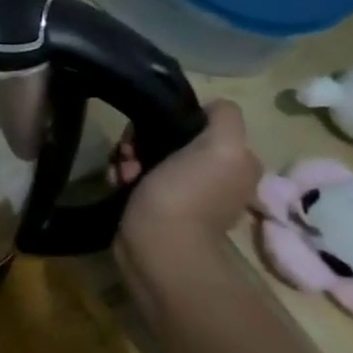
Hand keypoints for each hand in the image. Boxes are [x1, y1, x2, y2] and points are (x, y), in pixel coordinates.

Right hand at [116, 100, 261, 255]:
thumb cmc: (186, 194)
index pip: (201, 122)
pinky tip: (117, 182)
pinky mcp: (154, 206)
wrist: (157, 246)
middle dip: (144, 140)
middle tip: (131, 154)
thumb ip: (225, 118)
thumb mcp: (222, 146)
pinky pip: (134, 176)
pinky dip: (122, 175)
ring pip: (147, 156)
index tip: (153, 130)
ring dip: (128, 158)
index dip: (174, 119)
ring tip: (122, 172)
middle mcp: (214, 176)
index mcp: (235, 161)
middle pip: (169, 137)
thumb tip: (211, 106)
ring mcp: (183, 192)